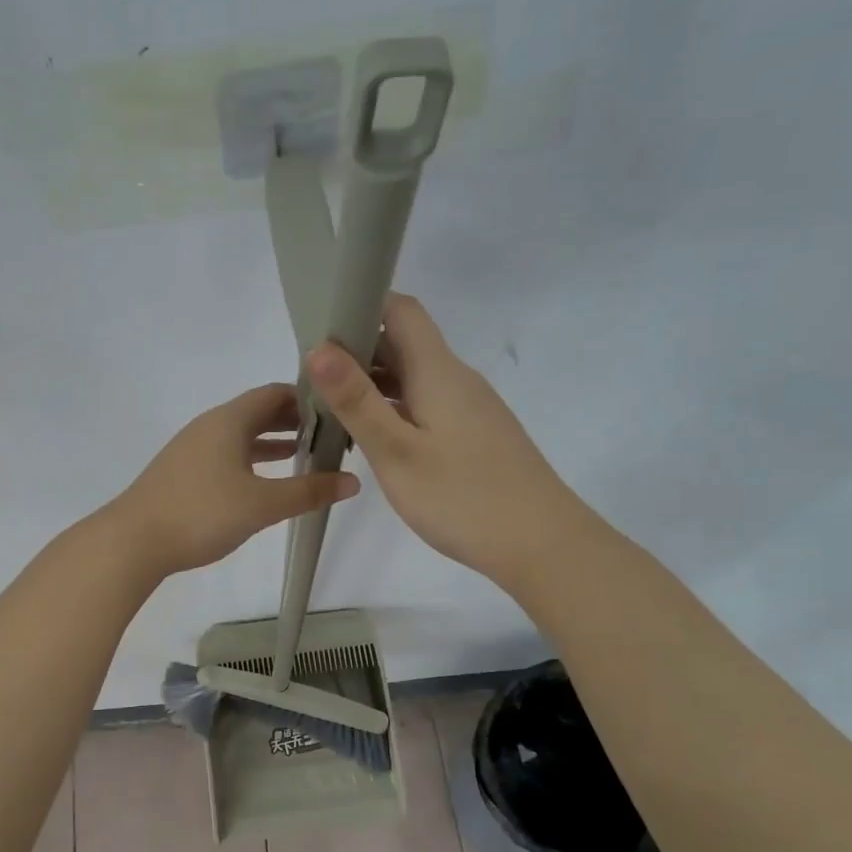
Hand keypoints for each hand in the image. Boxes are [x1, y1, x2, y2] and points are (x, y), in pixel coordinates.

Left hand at [107, 383, 359, 577]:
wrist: (133, 541)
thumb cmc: (201, 513)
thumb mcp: (262, 504)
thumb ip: (308, 492)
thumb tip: (353, 482)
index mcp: (229, 420)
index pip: (275, 393)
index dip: (309, 398)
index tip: (340, 412)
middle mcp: (210, 425)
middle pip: (259, 412)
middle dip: (295, 421)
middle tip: (332, 436)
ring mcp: (193, 448)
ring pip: (242, 435)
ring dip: (274, 441)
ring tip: (309, 455)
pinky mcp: (184, 471)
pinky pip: (228, 454)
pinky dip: (252, 459)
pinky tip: (266, 480)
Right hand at [307, 293, 575, 584]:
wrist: (543, 545)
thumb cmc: (463, 498)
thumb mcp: (397, 452)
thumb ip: (357, 400)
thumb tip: (318, 347)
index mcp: (438, 371)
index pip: (400, 310)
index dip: (359, 306)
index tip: (317, 330)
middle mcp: (456, 379)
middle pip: (403, 343)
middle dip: (354, 352)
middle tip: (307, 380)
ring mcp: (468, 408)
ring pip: (412, 378)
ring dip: (370, 385)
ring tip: (327, 411)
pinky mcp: (474, 436)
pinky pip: (425, 406)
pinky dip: (392, 410)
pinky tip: (372, 440)